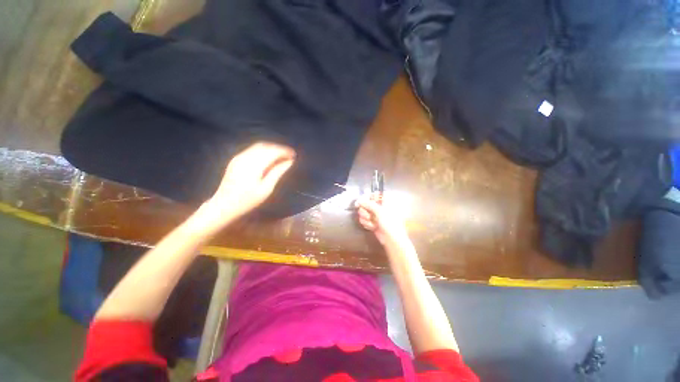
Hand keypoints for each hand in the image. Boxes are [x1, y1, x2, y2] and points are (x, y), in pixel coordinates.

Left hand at [199, 142, 295, 226]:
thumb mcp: (266, 189)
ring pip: (258, 146)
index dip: (284, 151)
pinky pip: (252, 150)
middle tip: (290, 155)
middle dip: (279, 149)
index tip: (294, 155)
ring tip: (281, 156)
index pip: (272, 152)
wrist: (223, 205)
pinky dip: (263, 151)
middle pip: (266, 146)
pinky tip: (269, 158)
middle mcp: (245, 157)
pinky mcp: (235, 159)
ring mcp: (239, 157)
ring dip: (271, 149)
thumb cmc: (248, 201)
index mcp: (254, 165)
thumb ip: (277, 172)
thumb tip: (289, 162)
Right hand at [356, 195, 410, 247]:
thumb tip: (359, 200)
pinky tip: (372, 227)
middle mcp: (380, 207)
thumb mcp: (380, 211)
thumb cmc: (390, 223)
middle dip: (365, 210)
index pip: (374, 194)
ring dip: (366, 218)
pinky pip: (364, 220)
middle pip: (366, 203)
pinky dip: (367, 224)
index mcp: (385, 201)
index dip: (367, 197)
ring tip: (372, 223)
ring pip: (363, 212)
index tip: (362, 201)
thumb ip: (368, 204)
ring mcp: (375, 215)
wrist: (392, 240)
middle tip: (368, 215)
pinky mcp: (372, 222)